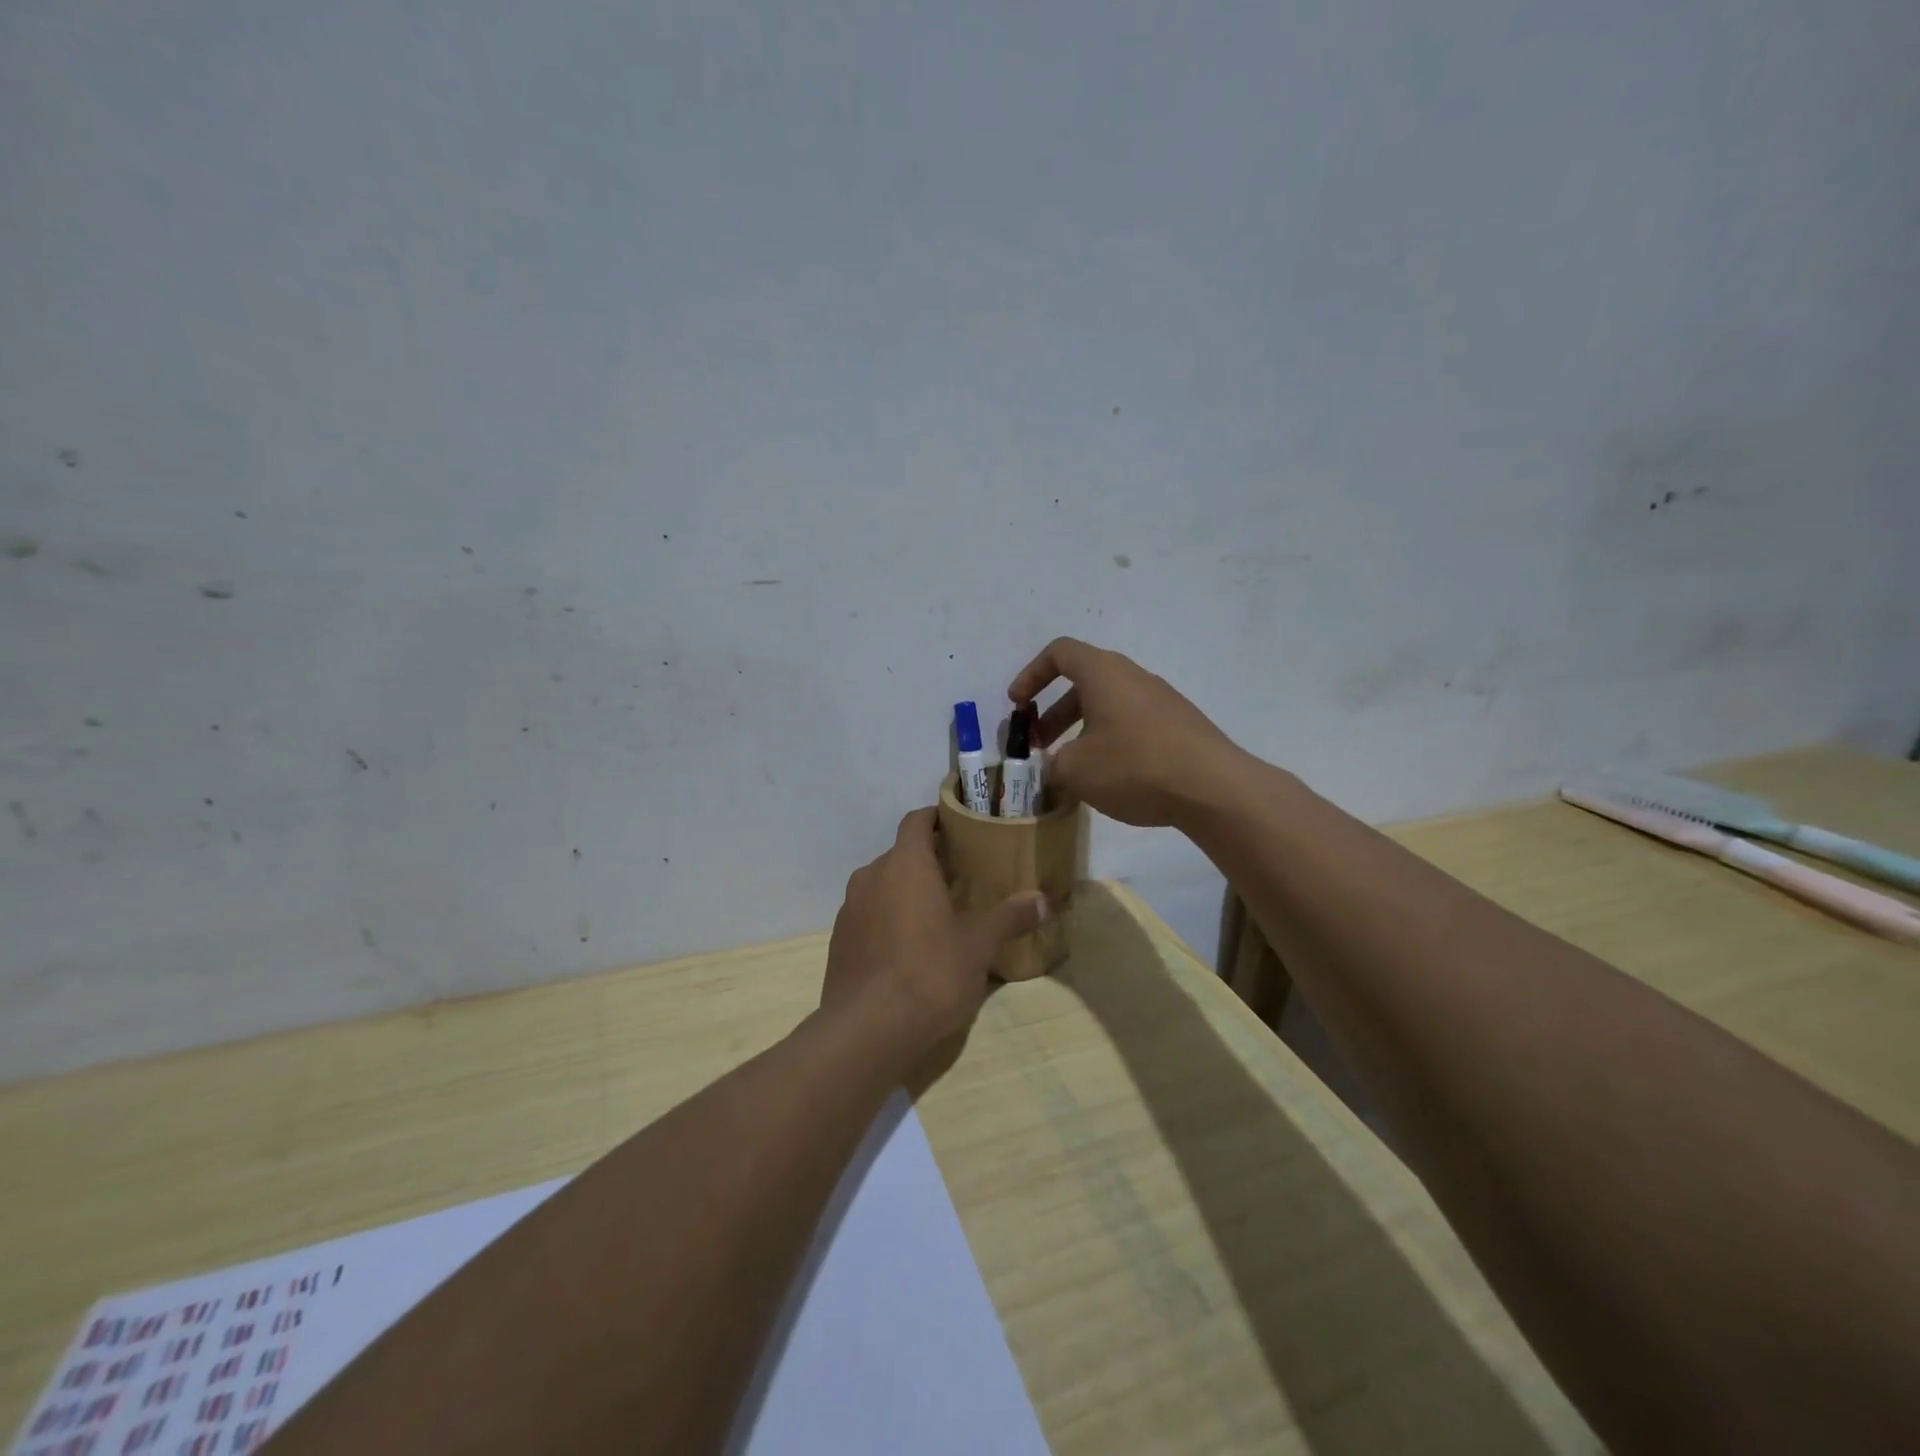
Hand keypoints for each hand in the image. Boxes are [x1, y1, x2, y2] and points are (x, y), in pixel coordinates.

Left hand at [822, 808, 1048, 1052]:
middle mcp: (871, 876)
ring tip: (936, 914)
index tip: (960, 827)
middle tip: (960, 878)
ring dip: (905, 892)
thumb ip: (1009, 917)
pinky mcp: (839, 941)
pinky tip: (908, 949)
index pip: (917, 820)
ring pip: (882, 885)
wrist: (867, 1029)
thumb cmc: (929, 972)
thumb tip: (1044, 900)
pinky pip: (868, 915)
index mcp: (905, 864)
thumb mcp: (979, 945)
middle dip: (928, 861)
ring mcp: (849, 909)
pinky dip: (887, 919)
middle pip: (901, 854)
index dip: (937, 818)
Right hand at [1008, 638, 1240, 827]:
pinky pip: (1133, 722)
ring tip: (1072, 766)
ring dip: (1082, 729)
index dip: (1031, 675)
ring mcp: (1162, 700)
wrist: (1213, 788)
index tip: (1017, 705)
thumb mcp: (1076, 770)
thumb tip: (1054, 765)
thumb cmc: (1134, 766)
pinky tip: (1110, 776)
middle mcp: (1133, 676)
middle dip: (1053, 712)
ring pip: (1109, 705)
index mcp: (1104, 673)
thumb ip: (1052, 764)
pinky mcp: (1180, 725)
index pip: (1059, 653)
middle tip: (1039, 745)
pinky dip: (1110, 739)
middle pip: (1084, 682)